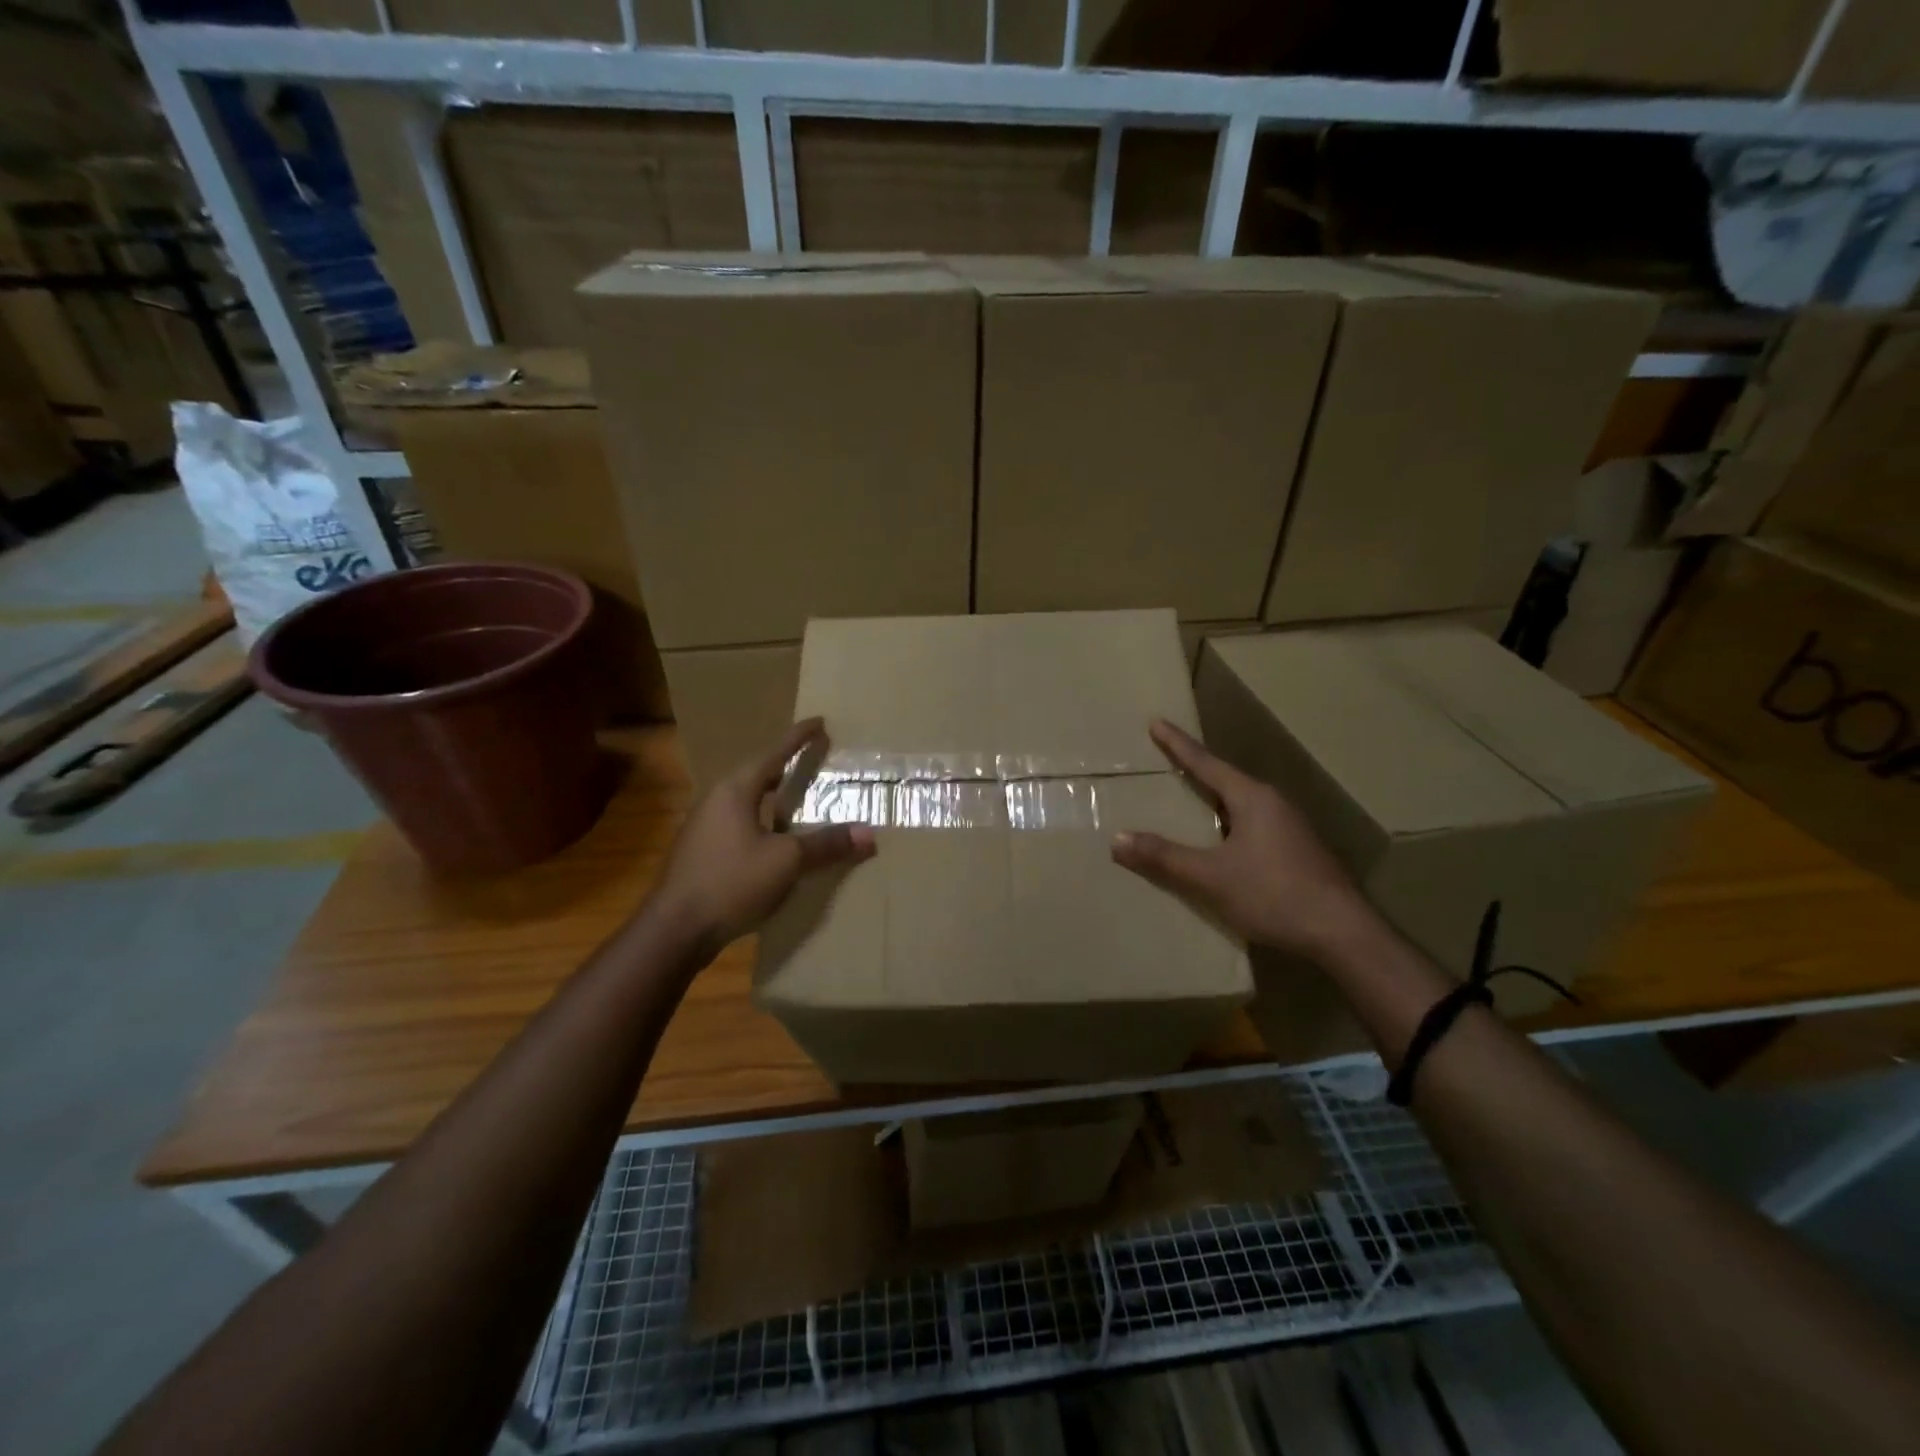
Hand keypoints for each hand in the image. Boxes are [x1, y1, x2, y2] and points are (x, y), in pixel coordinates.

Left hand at [655, 718, 875, 961]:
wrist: (675, 930)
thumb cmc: (731, 882)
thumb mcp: (786, 861)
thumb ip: (826, 844)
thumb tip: (868, 833)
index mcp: (735, 790)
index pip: (773, 754)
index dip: (798, 738)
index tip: (819, 722)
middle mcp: (716, 800)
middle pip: (756, 774)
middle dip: (783, 766)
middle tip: (810, 760)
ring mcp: (704, 827)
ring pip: (746, 800)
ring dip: (771, 796)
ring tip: (796, 797)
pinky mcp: (701, 853)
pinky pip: (739, 823)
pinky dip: (762, 820)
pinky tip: (774, 839)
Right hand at [1112, 718, 1372, 959]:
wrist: (1342, 933)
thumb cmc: (1274, 894)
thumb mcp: (1210, 877)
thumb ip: (1164, 858)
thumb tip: (1117, 840)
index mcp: (1252, 798)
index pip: (1206, 762)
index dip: (1178, 744)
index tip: (1157, 722)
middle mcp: (1273, 803)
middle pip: (1226, 779)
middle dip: (1197, 770)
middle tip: (1169, 761)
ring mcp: (1291, 827)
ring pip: (1242, 804)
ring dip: (1215, 800)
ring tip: (1190, 801)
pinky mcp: (1298, 850)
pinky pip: (1253, 824)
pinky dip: (1229, 824)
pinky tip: (1222, 843)